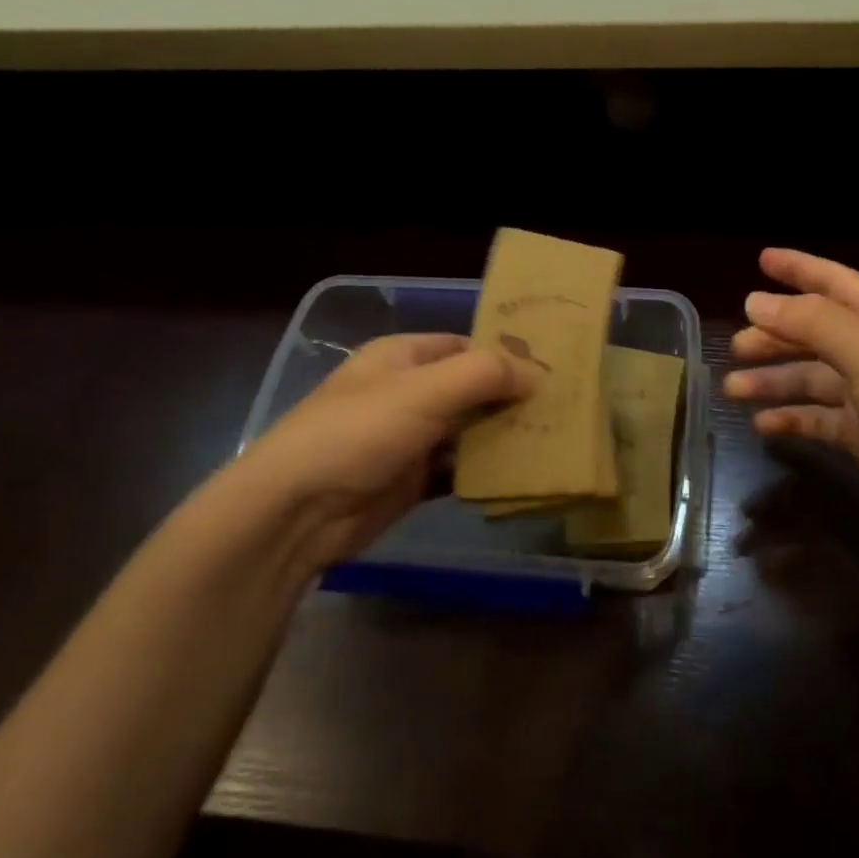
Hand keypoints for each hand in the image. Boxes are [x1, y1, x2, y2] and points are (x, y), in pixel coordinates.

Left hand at [229, 333, 534, 572]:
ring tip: (551, 441)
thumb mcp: (425, 391)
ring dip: (501, 437)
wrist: (297, 512)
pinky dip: (483, 472)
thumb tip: (536, 374)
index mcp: (403, 357)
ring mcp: (409, 439)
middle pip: (471, 389)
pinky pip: (457, 470)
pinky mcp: (411, 481)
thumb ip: (485, 374)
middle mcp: (408, 392)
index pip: (466, 346)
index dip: (505, 355)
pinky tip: (518, 476)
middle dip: (510, 399)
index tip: (551, 371)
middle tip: (561, 409)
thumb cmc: (359, 432)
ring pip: (468, 431)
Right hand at [722, 248, 858, 544]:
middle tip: (735, 347)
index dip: (798, 268)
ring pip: (809, 378)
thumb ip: (811, 323)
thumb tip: (754, 301)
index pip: (832, 282)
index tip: (760, 259)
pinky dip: (791, 420)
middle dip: (773, 335)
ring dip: (772, 380)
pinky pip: (817, 419)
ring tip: (733, 389)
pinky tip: (763, 426)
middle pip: (813, 333)